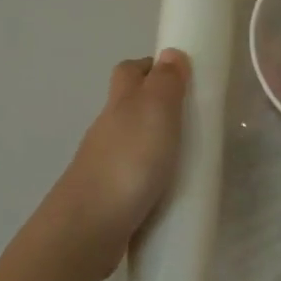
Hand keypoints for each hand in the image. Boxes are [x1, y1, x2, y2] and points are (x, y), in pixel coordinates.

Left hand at [55, 50, 190, 260]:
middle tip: (191, 117)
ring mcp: (105, 165)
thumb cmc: (128, 161)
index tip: (180, 75)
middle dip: (155, 106)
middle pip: (128, 106)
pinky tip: (168, 189)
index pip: (129, 72)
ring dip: (153, 143)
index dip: (151, 67)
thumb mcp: (155, 112)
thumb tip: (170, 53)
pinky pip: (132, 176)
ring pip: (130, 143)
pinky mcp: (109, 197)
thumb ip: (165, 83)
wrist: (90, 226)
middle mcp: (108, 130)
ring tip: (187, 156)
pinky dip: (149, 175)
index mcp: (120, 104)